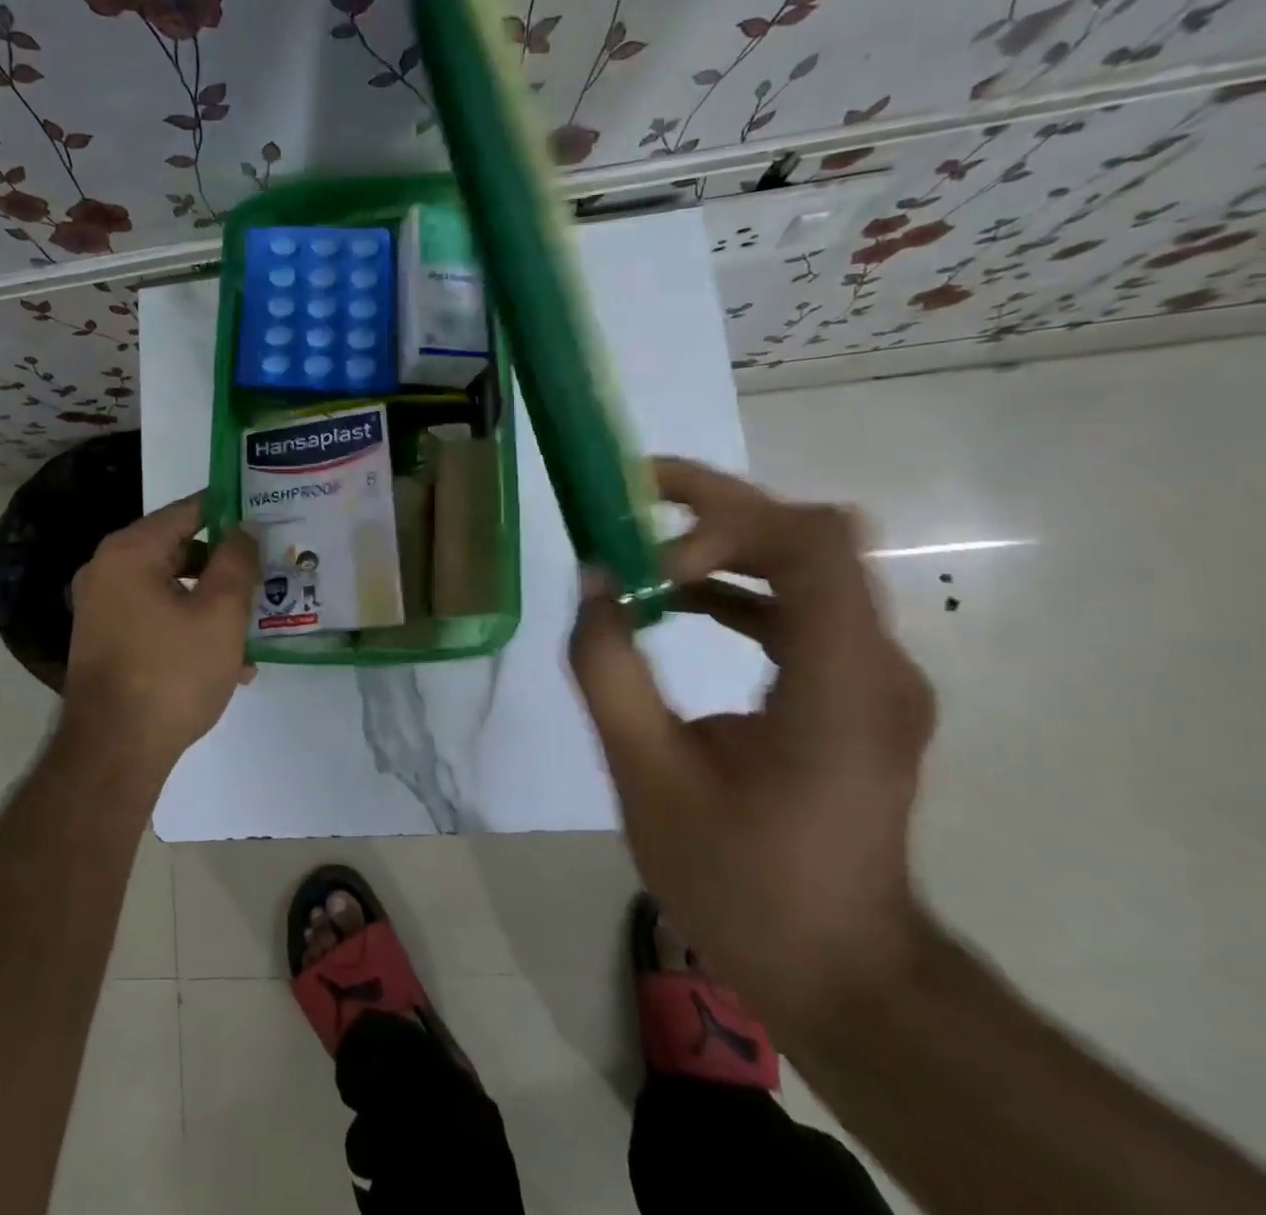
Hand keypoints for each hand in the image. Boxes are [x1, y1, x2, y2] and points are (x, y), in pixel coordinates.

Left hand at [63, 493, 259, 773]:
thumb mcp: (221, 613)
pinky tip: (230, 662)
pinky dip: (190, 627)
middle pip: (179, 549)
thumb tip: (245, 526)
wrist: (113, 753)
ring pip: (172, 588)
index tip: (266, 516)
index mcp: (131, 551)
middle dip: (226, 565)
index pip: (189, 510)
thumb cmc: (172, 673)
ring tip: (256, 628)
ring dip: (213, 603)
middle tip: (268, 573)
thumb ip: (237, 560)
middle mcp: (108, 570)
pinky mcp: (107, 640)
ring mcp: (103, 607)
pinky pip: (157, 617)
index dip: (230, 510)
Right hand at [568, 458, 935, 1037]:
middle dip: (714, 506)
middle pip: (808, 535)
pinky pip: (801, 605)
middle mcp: (876, 662)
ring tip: (640, 547)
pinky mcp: (858, 691)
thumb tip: (593, 577)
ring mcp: (874, 676)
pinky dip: (738, 585)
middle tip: (632, 494)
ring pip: (805, 562)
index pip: (809, 541)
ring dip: (723, 542)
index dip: (721, 522)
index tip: (646, 557)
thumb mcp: (646, 775)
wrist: (841, 973)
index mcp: (839, 683)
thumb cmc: (741, 881)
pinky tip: (679, 601)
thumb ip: (609, 668)